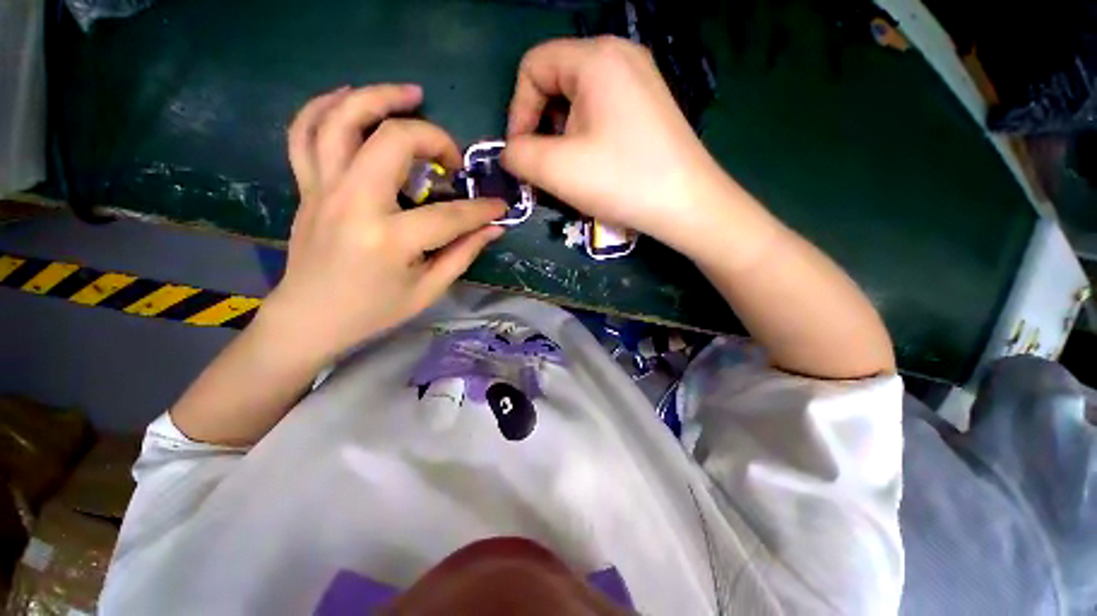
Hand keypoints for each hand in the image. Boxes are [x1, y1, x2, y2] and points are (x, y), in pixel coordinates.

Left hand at [262, 84, 504, 364]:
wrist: (310, 318)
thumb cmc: (374, 311)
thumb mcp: (428, 290)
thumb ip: (463, 253)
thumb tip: (493, 228)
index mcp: (388, 240)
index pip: (449, 215)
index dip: (481, 209)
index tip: (500, 206)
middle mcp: (353, 204)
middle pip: (393, 142)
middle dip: (434, 139)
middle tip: (453, 158)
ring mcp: (323, 189)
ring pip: (342, 120)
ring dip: (379, 97)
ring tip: (411, 94)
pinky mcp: (306, 187)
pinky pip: (304, 132)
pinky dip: (325, 106)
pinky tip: (351, 97)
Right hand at [503, 37, 731, 253]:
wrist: (688, 205)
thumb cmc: (621, 181)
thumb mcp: (557, 169)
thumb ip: (519, 155)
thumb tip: (510, 152)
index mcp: (596, 57)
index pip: (533, 67)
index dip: (517, 111)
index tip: (522, 154)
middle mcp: (620, 56)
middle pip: (557, 83)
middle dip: (542, 128)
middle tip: (547, 168)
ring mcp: (640, 81)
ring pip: (579, 102)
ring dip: (564, 138)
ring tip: (572, 172)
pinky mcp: (649, 107)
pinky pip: (603, 113)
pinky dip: (587, 138)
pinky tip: (595, 167)